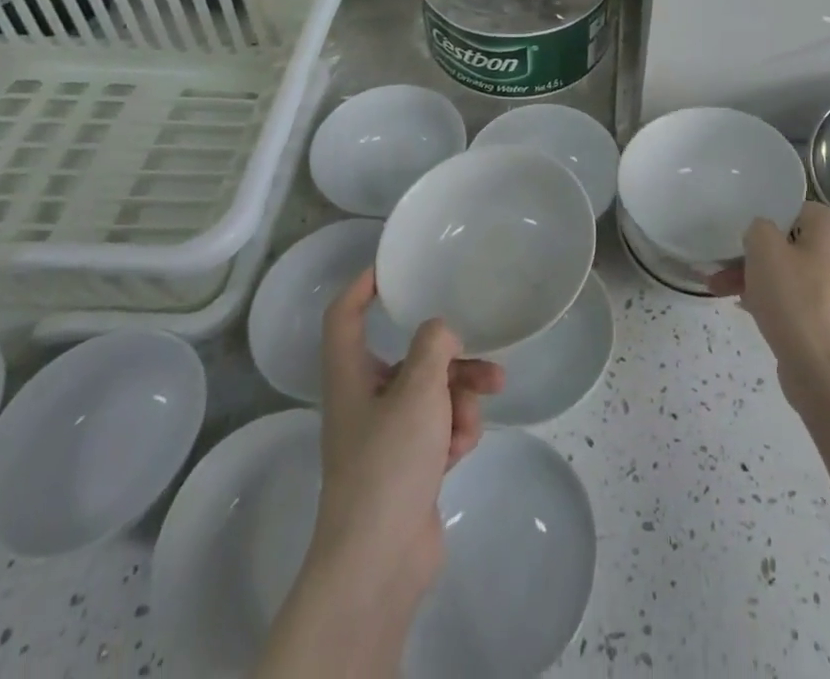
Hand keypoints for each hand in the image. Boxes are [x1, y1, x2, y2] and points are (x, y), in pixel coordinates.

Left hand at [307, 268, 503, 611]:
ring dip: (461, 399)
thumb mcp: (417, 389)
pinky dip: (454, 433)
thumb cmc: (389, 463)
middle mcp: (365, 401)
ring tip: (477, 415)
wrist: (380, 561)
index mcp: (351, 377)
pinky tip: (460, 452)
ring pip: (433, 394)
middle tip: (486, 360)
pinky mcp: (409, 466)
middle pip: (410, 358)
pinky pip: (439, 429)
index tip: (391, 268)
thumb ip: (433, 345)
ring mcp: (387, 436)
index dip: (361, 286)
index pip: (344, 317)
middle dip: (452, 359)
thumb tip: (440, 331)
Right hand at [710, 204, 829, 413]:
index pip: (795, 209)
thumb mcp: (764, 251)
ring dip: (758, 279)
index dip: (765, 218)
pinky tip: (747, 310)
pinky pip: (802, 300)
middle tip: (721, 269)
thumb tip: (763, 234)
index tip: (740, 236)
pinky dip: (777, 302)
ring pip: (793, 274)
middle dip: (753, 256)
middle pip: (791, 244)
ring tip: (722, 292)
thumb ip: (758, 228)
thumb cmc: (797, 303)